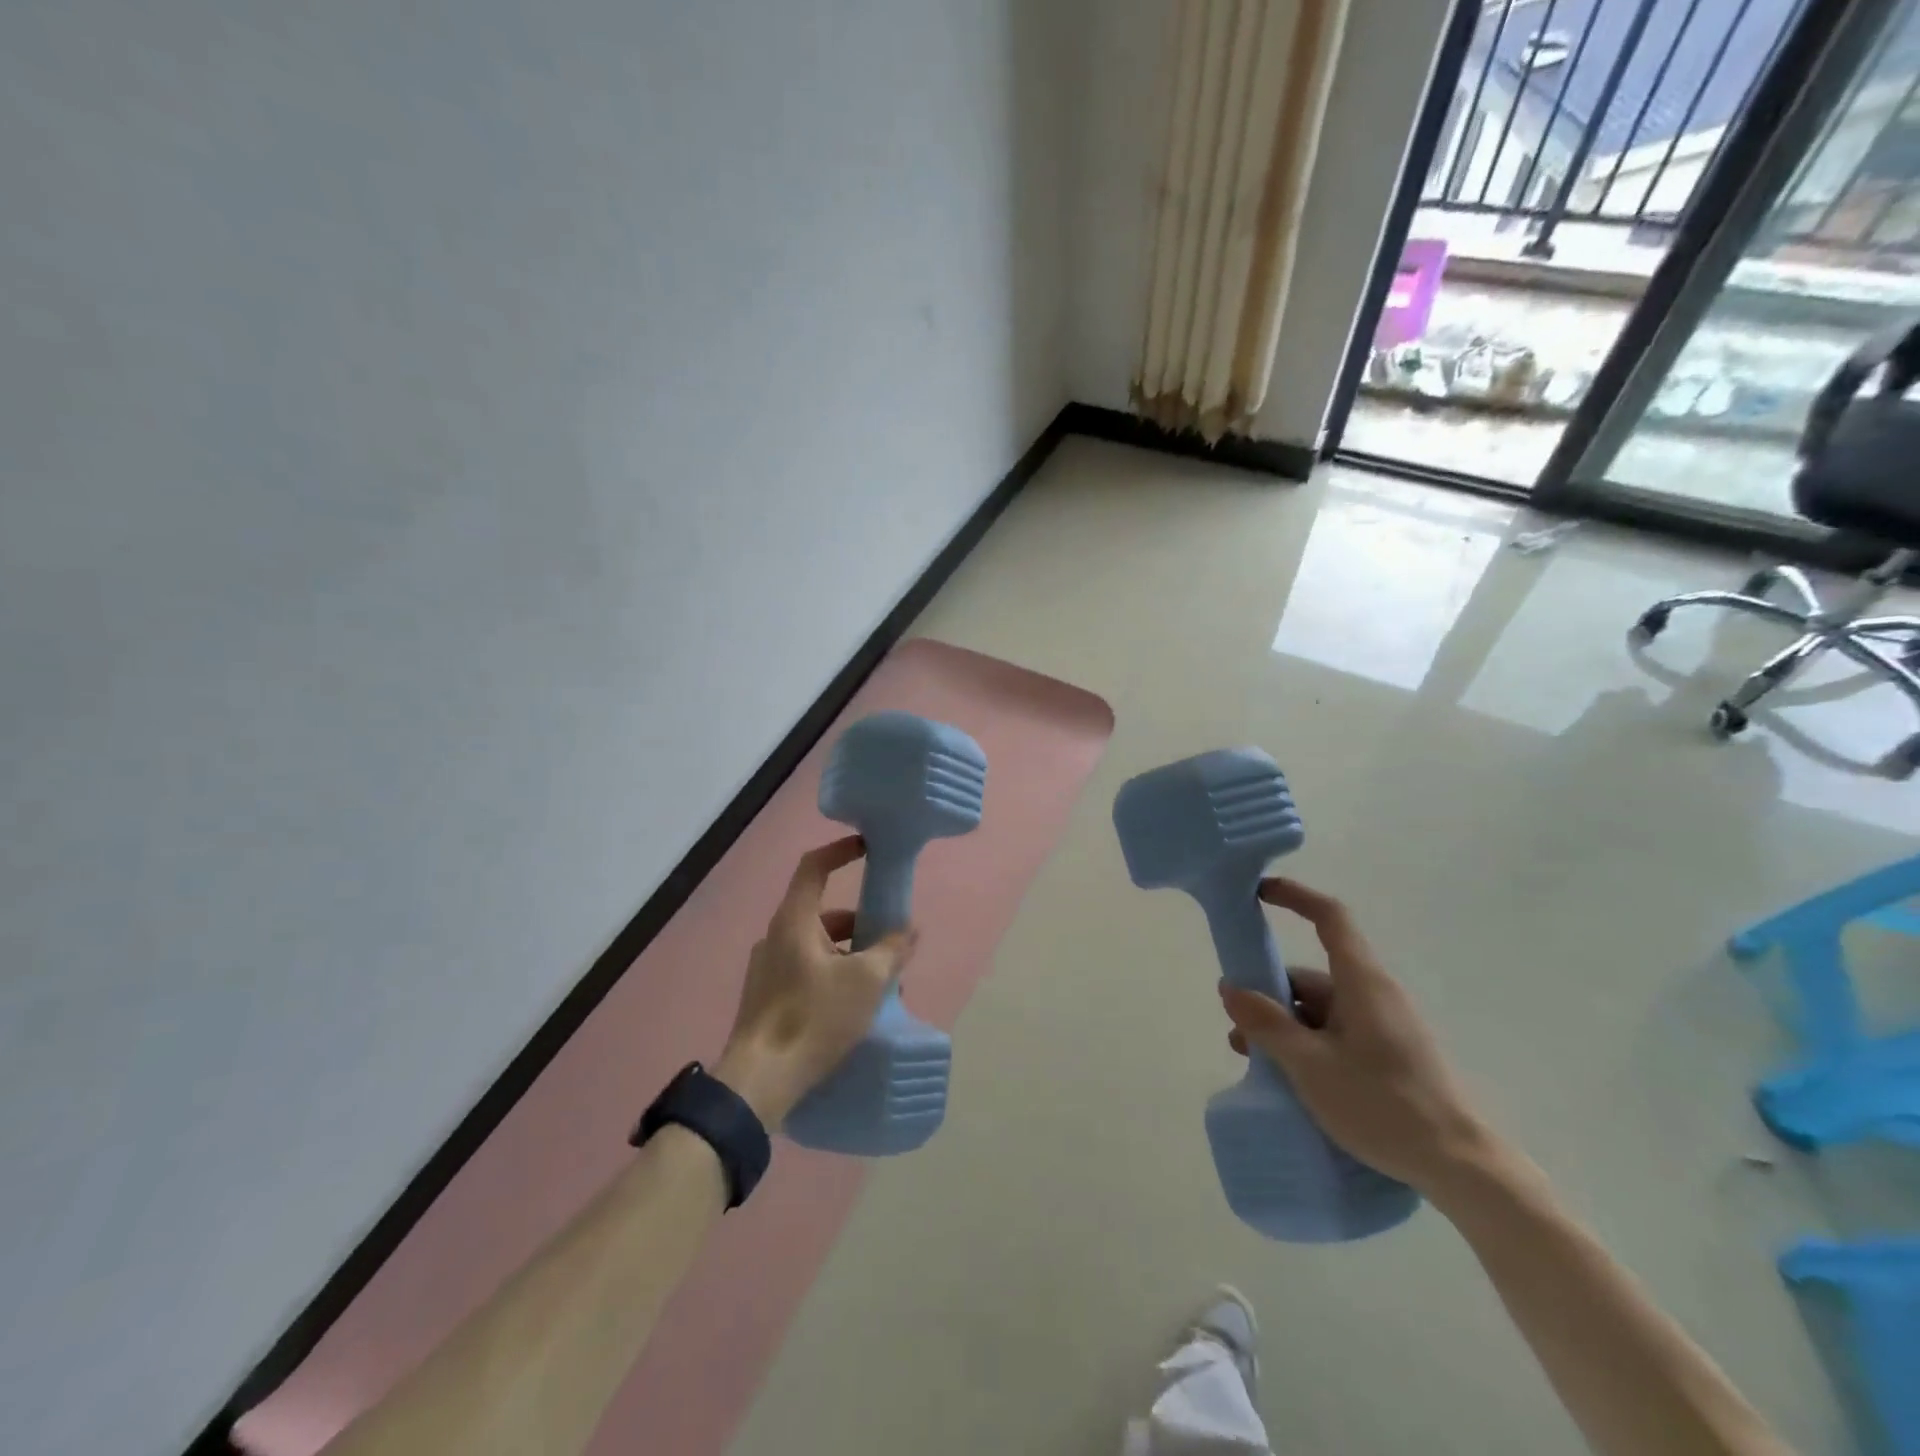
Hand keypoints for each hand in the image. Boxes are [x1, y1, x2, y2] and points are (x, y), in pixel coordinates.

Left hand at [713, 835, 916, 1126]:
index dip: (840, 850)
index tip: (867, 848)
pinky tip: (856, 1008)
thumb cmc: (814, 1018)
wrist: (760, 1081)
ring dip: (851, 955)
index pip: (814, 867)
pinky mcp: (768, 998)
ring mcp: (768, 969)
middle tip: (890, 941)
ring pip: (818, 947)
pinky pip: (808, 971)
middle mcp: (776, 937)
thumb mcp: (865, 981)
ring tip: (883, 984)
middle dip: (860, 922)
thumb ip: (891, 950)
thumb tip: (909, 931)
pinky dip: (834, 976)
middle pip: (823, 912)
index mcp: (794, 921)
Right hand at [1218, 877, 1489, 1195]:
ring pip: (1321, 1010)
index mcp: (1362, 983)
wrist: (1462, 1169)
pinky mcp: (1390, 1055)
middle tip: (1238, 1030)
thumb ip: (1266, 1024)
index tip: (1259, 893)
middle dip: (1270, 996)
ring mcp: (1385, 1026)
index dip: (1295, 897)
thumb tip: (1230, 988)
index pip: (1330, 917)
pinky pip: (1337, 1034)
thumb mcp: (1310, 1065)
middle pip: (1312, 976)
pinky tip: (1290, 1078)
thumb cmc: (1383, 1105)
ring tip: (1257, 1062)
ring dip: (1285, 1027)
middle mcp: (1374, 995)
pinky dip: (1308, 1044)